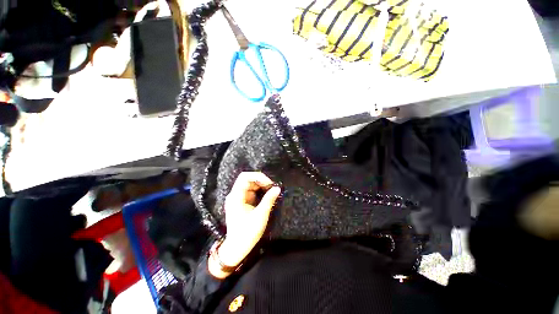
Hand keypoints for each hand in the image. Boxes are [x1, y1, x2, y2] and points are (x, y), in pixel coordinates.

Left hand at [208, 172, 280, 278]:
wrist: (237, 247)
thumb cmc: (248, 232)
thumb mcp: (260, 215)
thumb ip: (269, 200)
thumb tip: (278, 188)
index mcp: (236, 196)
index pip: (245, 177)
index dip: (258, 176)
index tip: (269, 183)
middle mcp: (235, 194)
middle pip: (248, 180)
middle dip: (261, 181)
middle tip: (272, 187)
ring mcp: (238, 198)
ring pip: (250, 185)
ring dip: (261, 186)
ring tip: (271, 191)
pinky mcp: (242, 202)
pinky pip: (251, 191)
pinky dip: (260, 191)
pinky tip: (267, 195)